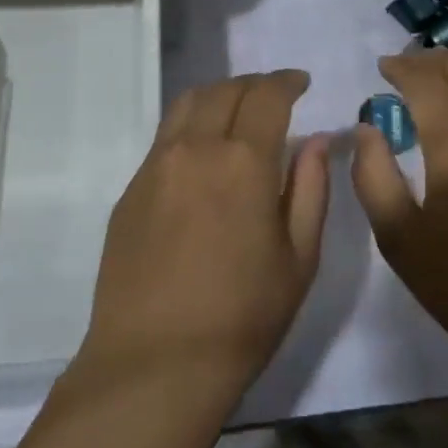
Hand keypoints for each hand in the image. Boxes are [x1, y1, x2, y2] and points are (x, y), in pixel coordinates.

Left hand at [78, 71, 329, 402]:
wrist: (154, 366)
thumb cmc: (242, 318)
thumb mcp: (298, 258)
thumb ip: (311, 189)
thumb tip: (316, 142)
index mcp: (243, 161)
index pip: (267, 95)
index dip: (287, 82)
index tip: (301, 83)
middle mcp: (195, 148)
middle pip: (225, 90)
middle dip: (255, 84)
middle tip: (274, 96)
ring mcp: (156, 166)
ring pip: (188, 103)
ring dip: (219, 95)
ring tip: (237, 111)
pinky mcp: (131, 190)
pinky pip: (165, 136)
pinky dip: (191, 124)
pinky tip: (203, 153)